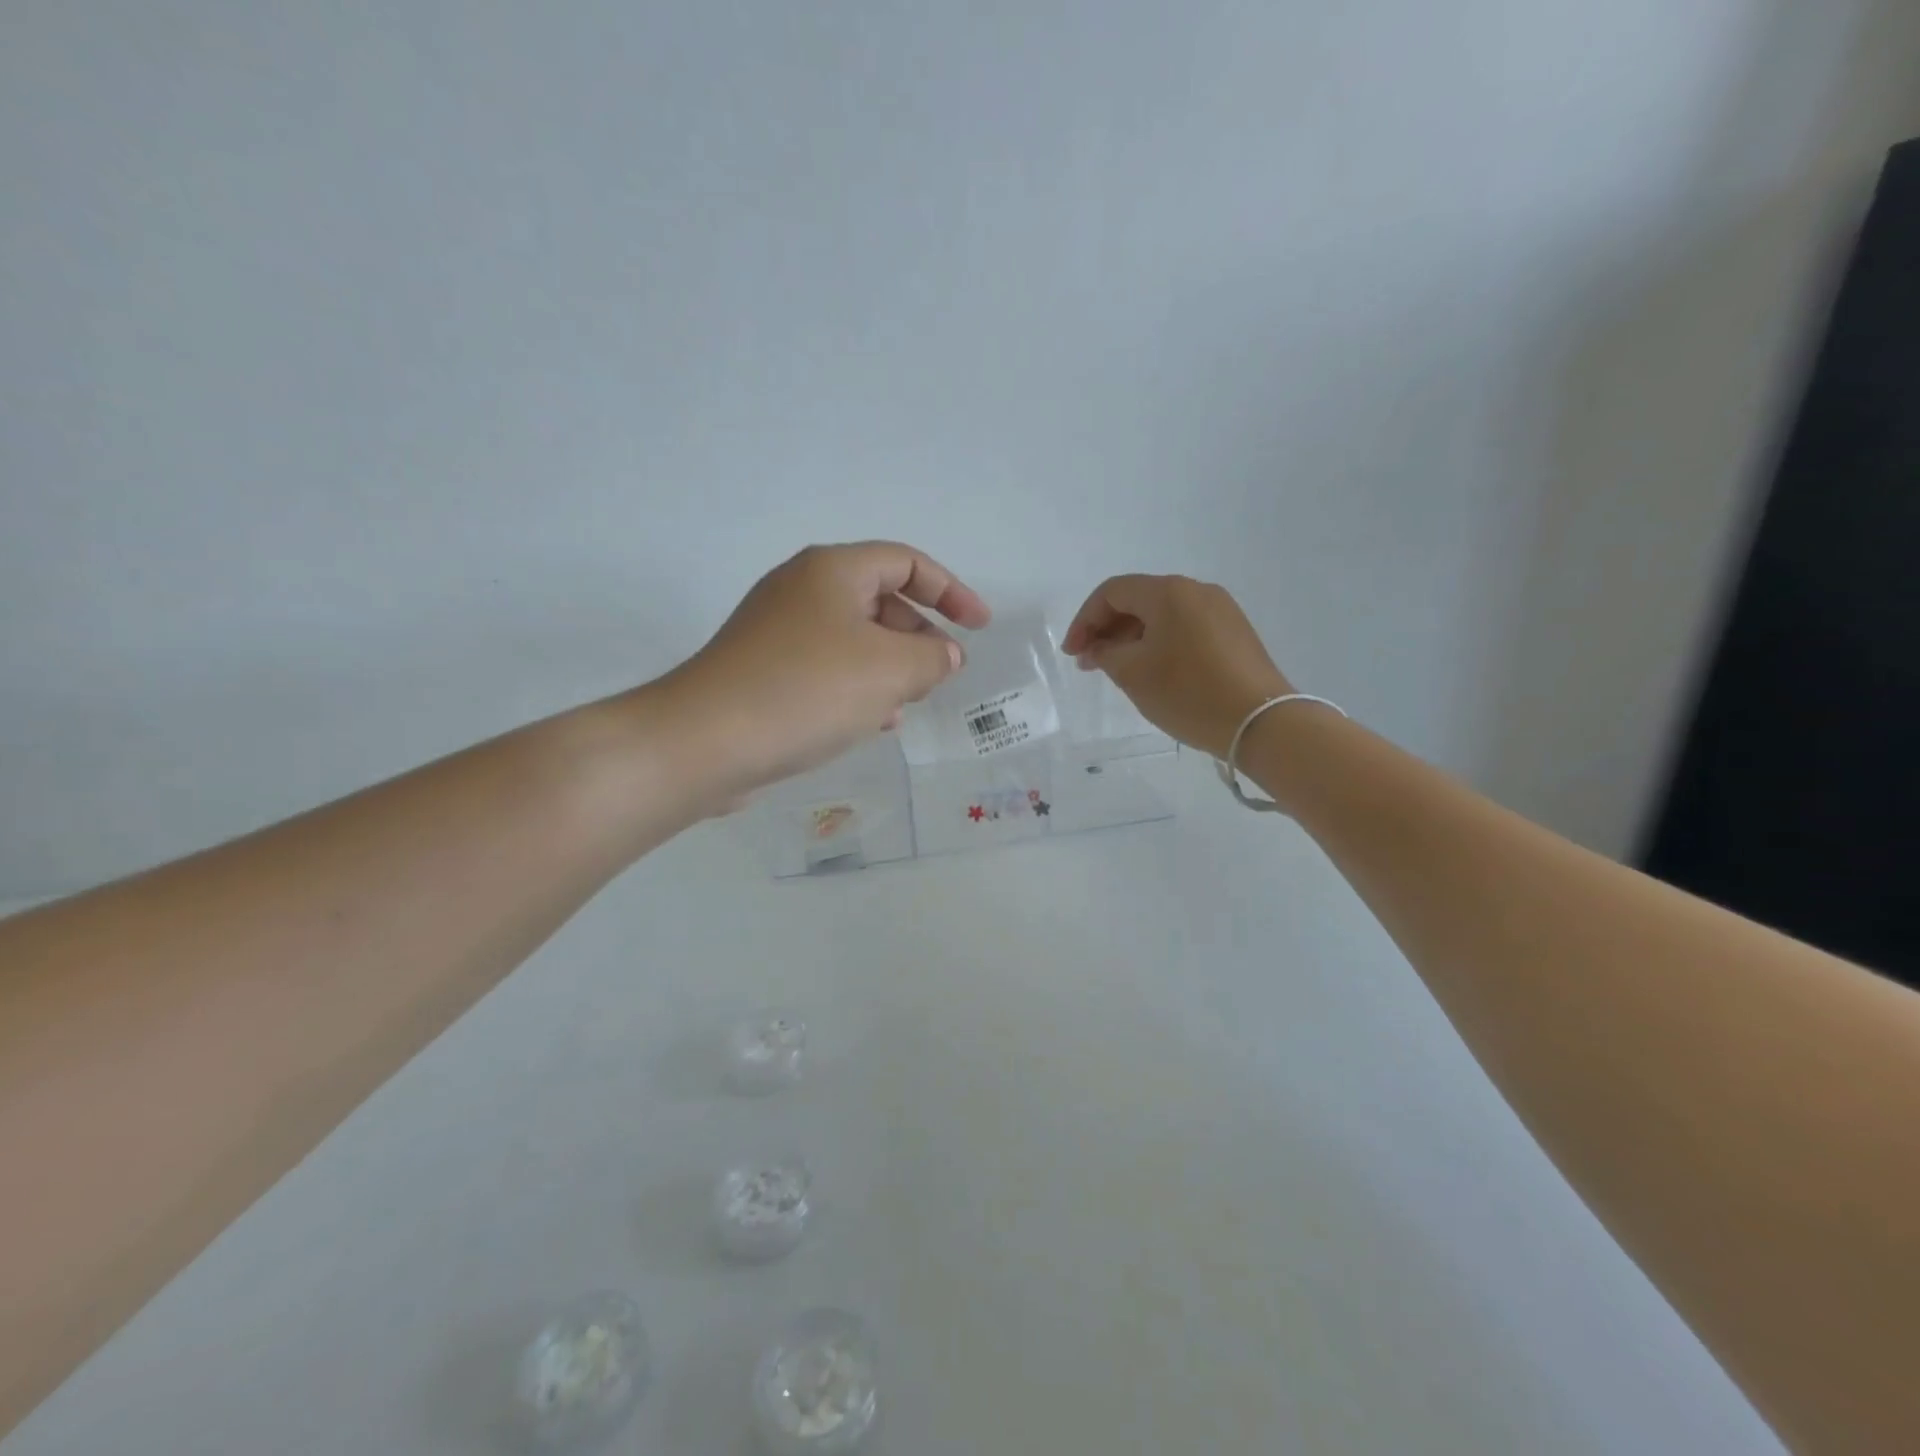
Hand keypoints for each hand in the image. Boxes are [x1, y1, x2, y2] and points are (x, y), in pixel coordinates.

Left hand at [669, 541, 991, 795]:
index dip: (951, 591)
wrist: (705, 741)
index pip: (906, 562)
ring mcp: (776, 632)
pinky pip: (826, 669)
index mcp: (832, 571)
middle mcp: (801, 590)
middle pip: (879, 600)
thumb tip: (944, 655)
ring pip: (853, 640)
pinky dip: (856, 688)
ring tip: (907, 704)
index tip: (979, 626)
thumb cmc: (807, 690)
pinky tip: (869, 723)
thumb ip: (933, 658)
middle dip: (918, 636)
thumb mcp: (890, 670)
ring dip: (889, 668)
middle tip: (939, 675)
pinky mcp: (762, 672)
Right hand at [1061, 575, 1291, 757]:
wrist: (1261, 722)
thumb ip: (1106, 653)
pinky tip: (1154, 671)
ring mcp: (1222, 610)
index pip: (1112, 592)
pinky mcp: (1236, 634)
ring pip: (1163, 615)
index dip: (1085, 621)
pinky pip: (1185, 628)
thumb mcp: (1133, 674)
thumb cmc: (1188, 693)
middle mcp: (1197, 590)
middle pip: (1139, 599)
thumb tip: (1100, 647)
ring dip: (1133, 638)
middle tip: (1089, 663)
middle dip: (1107, 629)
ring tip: (1118, 670)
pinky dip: (1160, 643)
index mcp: (1169, 591)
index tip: (1072, 654)